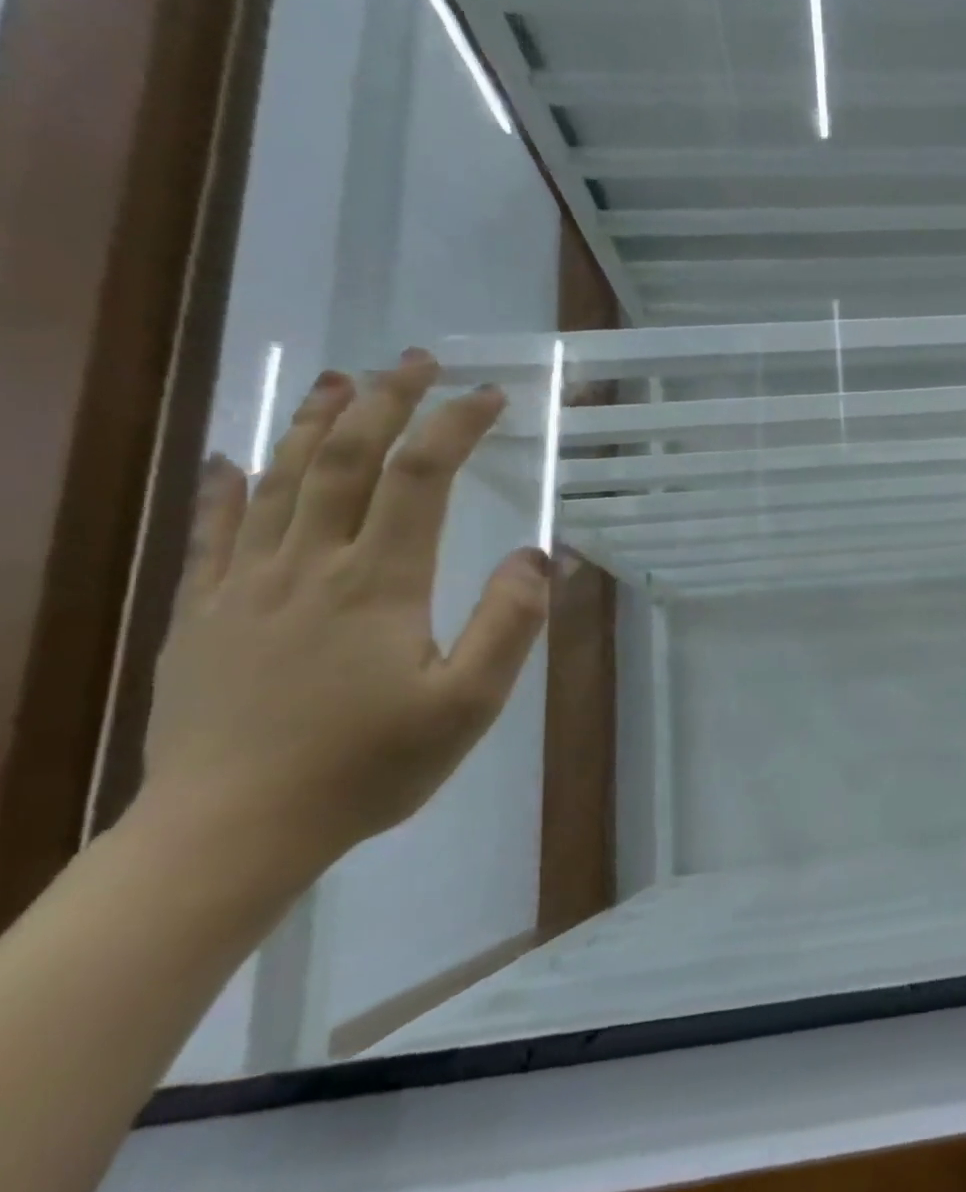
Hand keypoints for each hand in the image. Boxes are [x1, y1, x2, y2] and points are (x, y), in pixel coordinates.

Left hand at [137, 352, 550, 874]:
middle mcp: (308, 564)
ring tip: (340, 380)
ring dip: (314, 422)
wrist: (229, 831)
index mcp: (378, 582)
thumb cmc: (367, 767)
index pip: (420, 477)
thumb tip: (537, 554)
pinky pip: (213, 532)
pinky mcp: (202, 614)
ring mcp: (245, 585)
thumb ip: (509, 624)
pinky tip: (234, 458)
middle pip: (346, 458)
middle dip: (385, 400)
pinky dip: (227, 486)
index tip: (490, 397)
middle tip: (416, 360)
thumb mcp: (468, 705)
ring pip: (279, 479)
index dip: (455, 426)